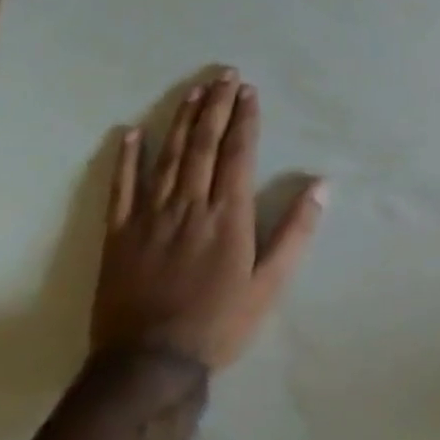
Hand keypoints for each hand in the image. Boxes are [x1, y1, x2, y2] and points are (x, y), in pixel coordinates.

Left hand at [93, 67, 325, 372]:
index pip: (238, 153)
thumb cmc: (219, 323)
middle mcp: (189, 205)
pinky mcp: (118, 235)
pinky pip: (121, 188)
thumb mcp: (270, 284)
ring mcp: (149, 217)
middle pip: (204, 145)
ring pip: (168, 157)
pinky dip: (125, 159)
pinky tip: (130, 132)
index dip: (244, 119)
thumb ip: (295, 232)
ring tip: (193, 91)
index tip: (248, 91)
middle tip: (224, 75)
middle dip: (216, 106)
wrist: (149, 365)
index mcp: (227, 215)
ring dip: (182, 120)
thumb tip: (321, 186)